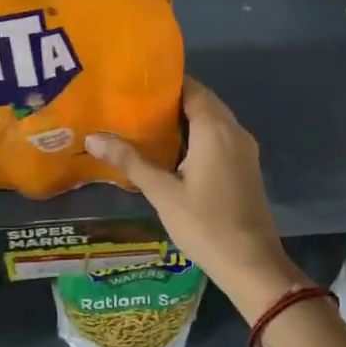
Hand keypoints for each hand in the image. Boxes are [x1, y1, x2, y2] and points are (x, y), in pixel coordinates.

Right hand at [86, 78, 307, 324]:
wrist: (251, 263)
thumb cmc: (205, 224)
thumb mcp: (163, 193)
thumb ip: (131, 162)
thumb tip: (94, 137)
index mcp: (215, 128)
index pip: (191, 88)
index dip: (165, 83)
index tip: (135, 84)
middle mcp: (234, 130)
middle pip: (203, 102)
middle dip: (171, 101)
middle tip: (134, 105)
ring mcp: (244, 149)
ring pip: (213, 121)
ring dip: (185, 119)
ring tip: (147, 125)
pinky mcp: (246, 166)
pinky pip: (221, 138)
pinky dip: (199, 136)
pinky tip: (174, 152)